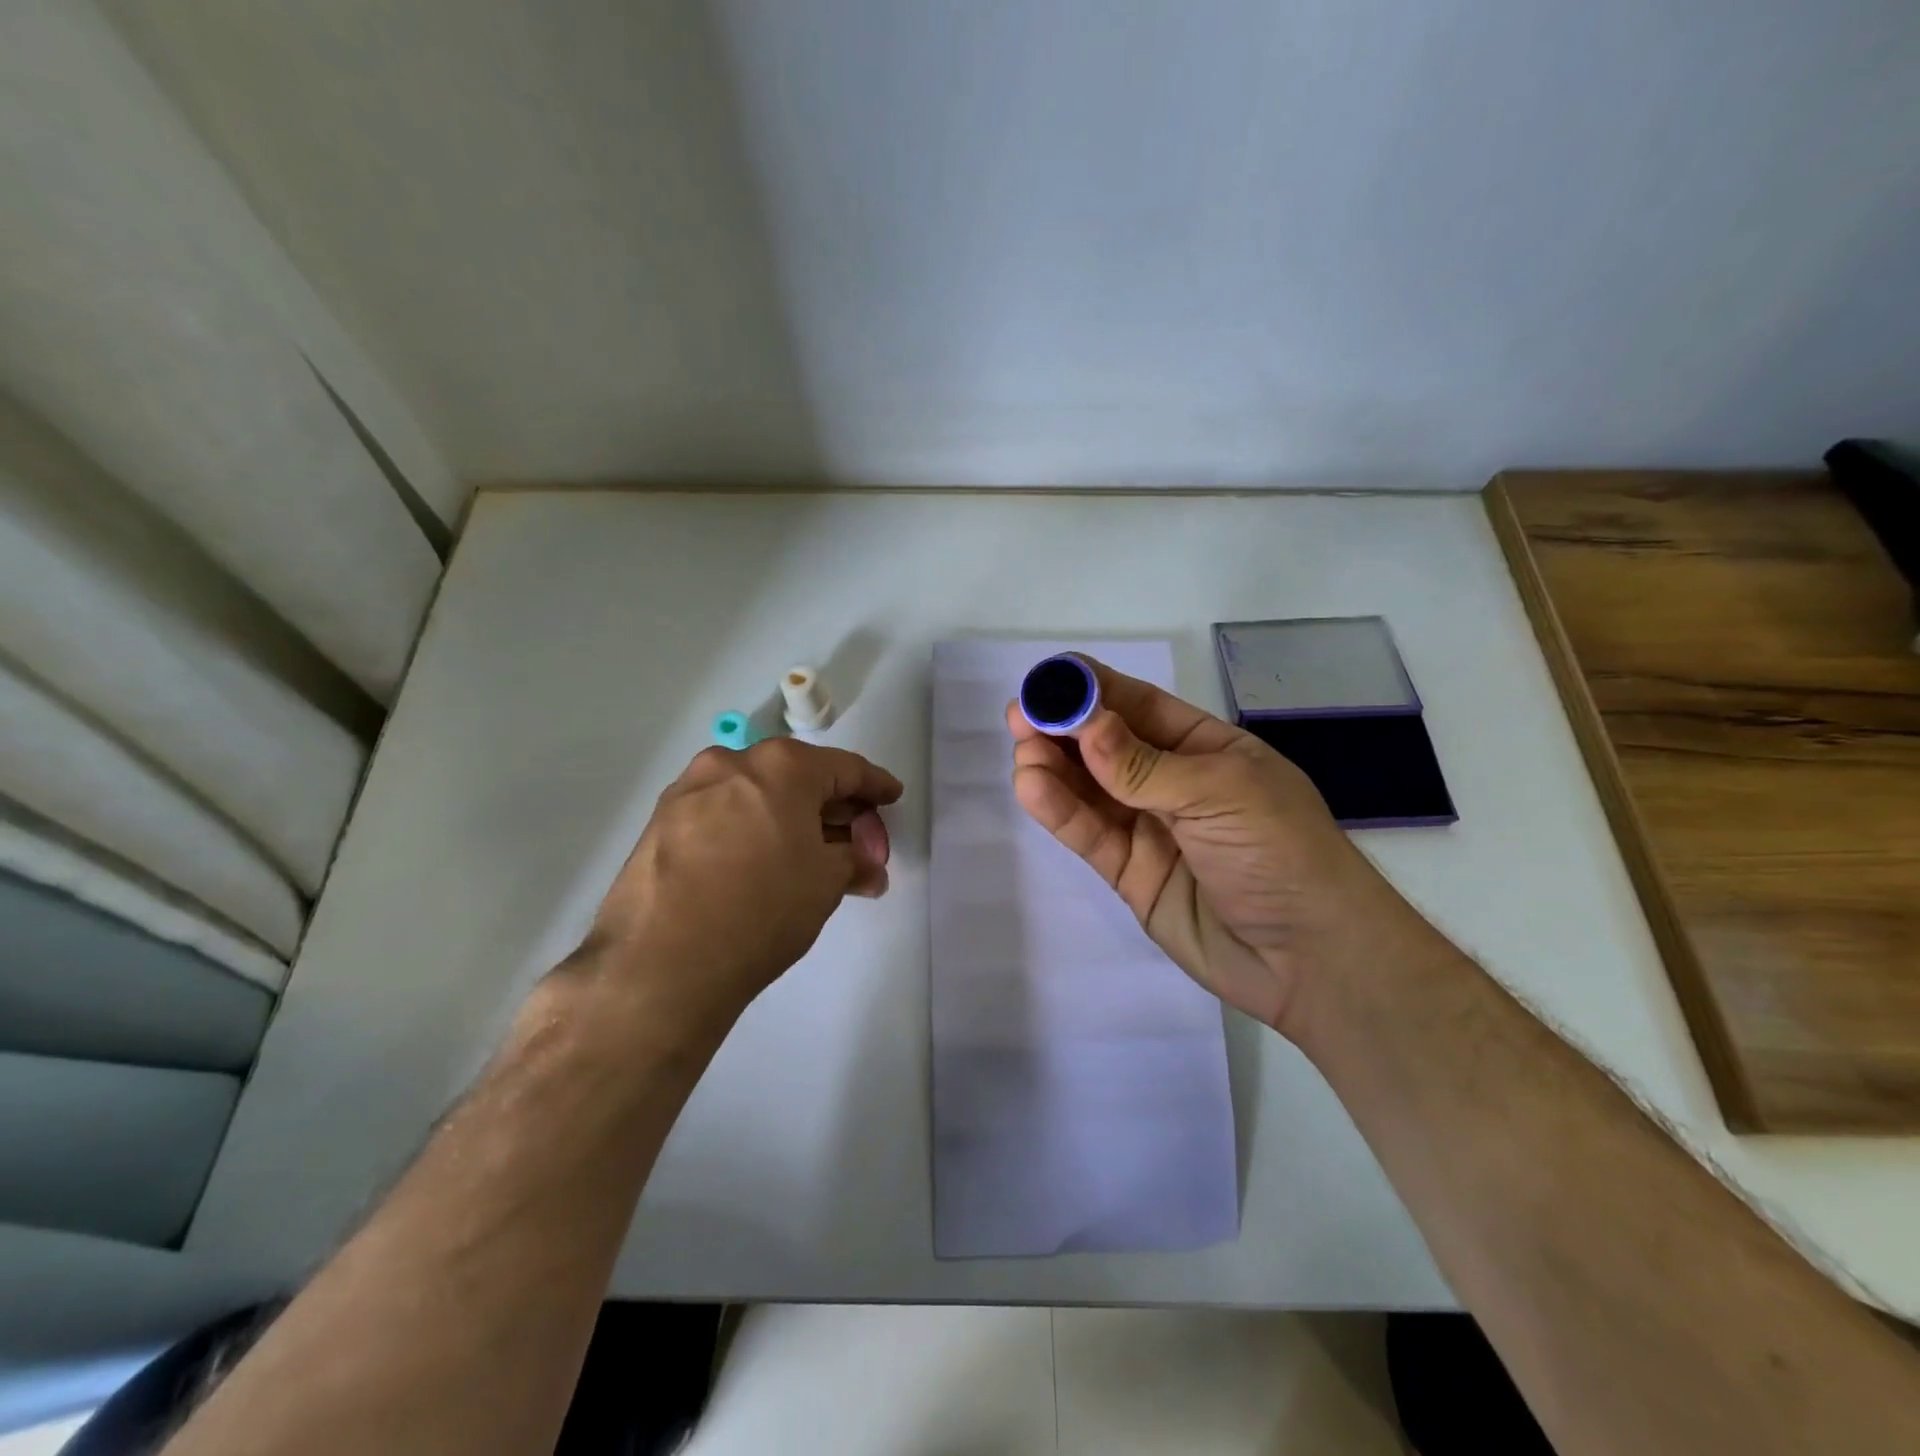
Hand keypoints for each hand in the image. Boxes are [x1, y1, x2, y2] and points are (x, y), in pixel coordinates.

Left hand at [577, 738, 901, 1037]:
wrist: (661, 964)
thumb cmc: (762, 910)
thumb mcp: (826, 884)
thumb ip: (855, 861)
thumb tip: (866, 866)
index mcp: (781, 766)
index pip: (845, 769)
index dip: (875, 786)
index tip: (891, 797)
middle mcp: (732, 763)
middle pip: (798, 777)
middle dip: (833, 807)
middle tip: (856, 838)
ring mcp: (690, 791)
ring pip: (756, 794)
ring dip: (790, 819)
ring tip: (811, 856)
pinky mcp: (661, 823)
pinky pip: (723, 814)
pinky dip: (752, 829)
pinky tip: (762, 862)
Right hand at [1007, 657, 1428, 1036]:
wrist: (1311, 960)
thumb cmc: (1282, 854)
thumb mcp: (1221, 793)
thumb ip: (1145, 765)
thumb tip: (1085, 724)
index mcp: (1205, 748)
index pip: (1139, 707)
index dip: (1093, 689)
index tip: (1048, 679)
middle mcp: (1172, 782)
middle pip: (1105, 746)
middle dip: (1064, 727)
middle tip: (1019, 716)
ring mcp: (1148, 828)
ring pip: (1089, 789)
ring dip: (1053, 767)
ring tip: (1022, 750)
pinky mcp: (1129, 872)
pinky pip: (1089, 834)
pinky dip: (1060, 810)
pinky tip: (1032, 787)